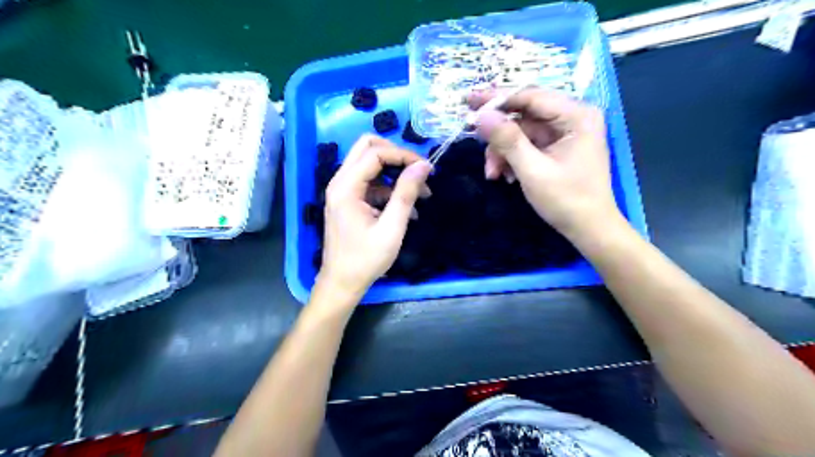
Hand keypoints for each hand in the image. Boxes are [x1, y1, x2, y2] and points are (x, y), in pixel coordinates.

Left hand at [318, 136, 431, 299]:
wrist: (342, 283)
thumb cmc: (365, 260)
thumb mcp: (391, 228)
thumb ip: (406, 194)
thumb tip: (423, 166)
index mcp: (346, 187)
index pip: (375, 153)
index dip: (403, 155)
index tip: (426, 169)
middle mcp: (340, 182)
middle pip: (367, 148)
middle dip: (396, 155)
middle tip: (418, 171)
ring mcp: (343, 191)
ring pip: (370, 164)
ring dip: (396, 173)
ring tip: (421, 194)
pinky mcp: (349, 201)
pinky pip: (371, 183)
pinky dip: (390, 189)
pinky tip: (409, 209)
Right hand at [473, 86, 625, 241]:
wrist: (588, 229)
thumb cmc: (566, 200)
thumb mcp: (533, 170)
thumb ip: (507, 141)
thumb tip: (481, 116)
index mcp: (576, 116)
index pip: (530, 97)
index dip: (497, 99)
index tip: (469, 102)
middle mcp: (572, 118)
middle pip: (524, 114)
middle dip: (499, 134)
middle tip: (473, 136)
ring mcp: (564, 134)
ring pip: (522, 132)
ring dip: (503, 152)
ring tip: (493, 174)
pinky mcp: (557, 148)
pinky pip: (527, 145)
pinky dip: (513, 159)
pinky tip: (507, 176)